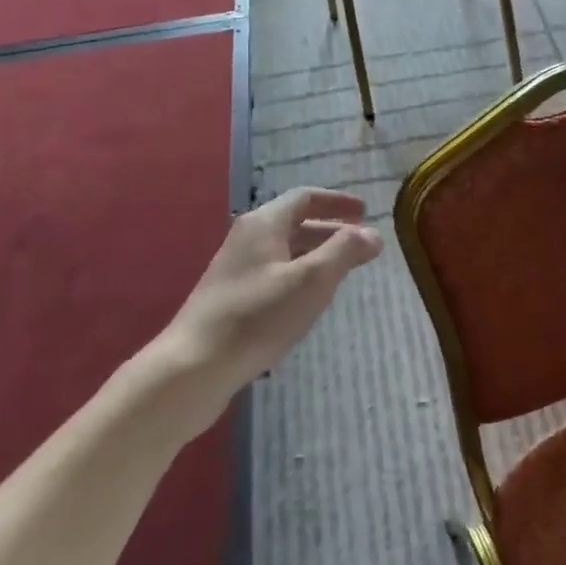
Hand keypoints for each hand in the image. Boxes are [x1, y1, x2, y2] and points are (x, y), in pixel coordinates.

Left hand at [146, 188, 380, 426]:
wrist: (194, 366)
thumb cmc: (257, 316)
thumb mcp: (311, 280)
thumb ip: (344, 251)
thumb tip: (372, 233)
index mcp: (264, 224)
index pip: (305, 198)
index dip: (337, 202)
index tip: (365, 212)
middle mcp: (247, 238)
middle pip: (295, 223)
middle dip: (331, 231)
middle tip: (362, 246)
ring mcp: (236, 269)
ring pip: (285, 251)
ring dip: (316, 255)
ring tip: (343, 272)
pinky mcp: (232, 298)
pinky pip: (275, 274)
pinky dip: (300, 276)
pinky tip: (310, 301)